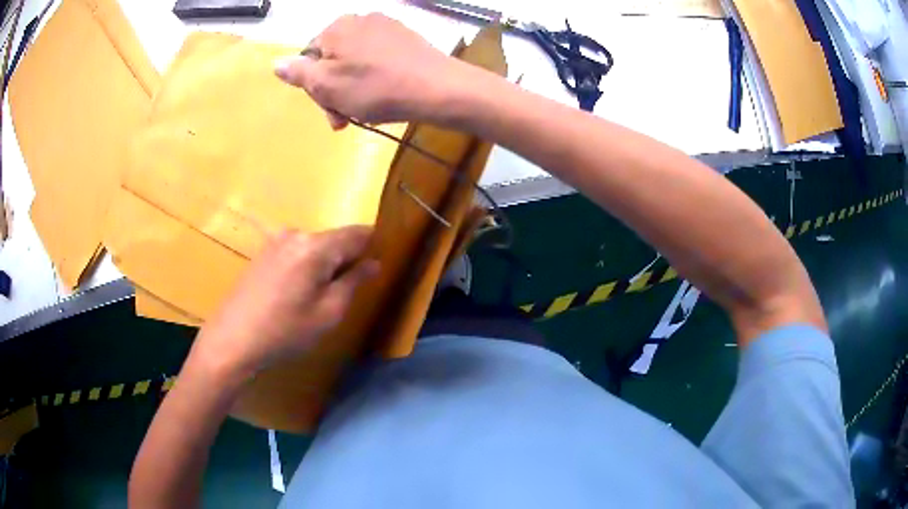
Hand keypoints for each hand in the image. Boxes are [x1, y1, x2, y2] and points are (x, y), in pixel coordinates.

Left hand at [191, 226, 379, 380]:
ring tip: (321, 297)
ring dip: (326, 264)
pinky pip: (297, 251)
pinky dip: (307, 266)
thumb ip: (354, 282)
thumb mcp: (328, 313)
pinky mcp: (264, 252)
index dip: (373, 247)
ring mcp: (276, 241)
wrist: (232, 339)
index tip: (378, 266)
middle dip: (347, 258)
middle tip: (349, 292)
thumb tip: (373, 262)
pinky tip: (298, 294)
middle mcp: (296, 234)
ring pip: (316, 246)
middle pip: (335, 238)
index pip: (357, 233)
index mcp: (316, 246)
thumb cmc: (285, 331)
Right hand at [273, 13, 461, 128]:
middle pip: (333, 59)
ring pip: (356, 62)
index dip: (315, 88)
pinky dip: (375, 78)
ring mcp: (386, 27)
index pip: (309, 58)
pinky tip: (386, 96)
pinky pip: (378, 59)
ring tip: (366, 112)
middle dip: (335, 92)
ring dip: (354, 90)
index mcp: (336, 27)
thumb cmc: (376, 88)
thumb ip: (299, 73)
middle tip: (346, 119)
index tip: (331, 112)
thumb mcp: (327, 85)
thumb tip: (276, 63)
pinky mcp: (406, 39)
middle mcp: (360, 20)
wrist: (439, 89)